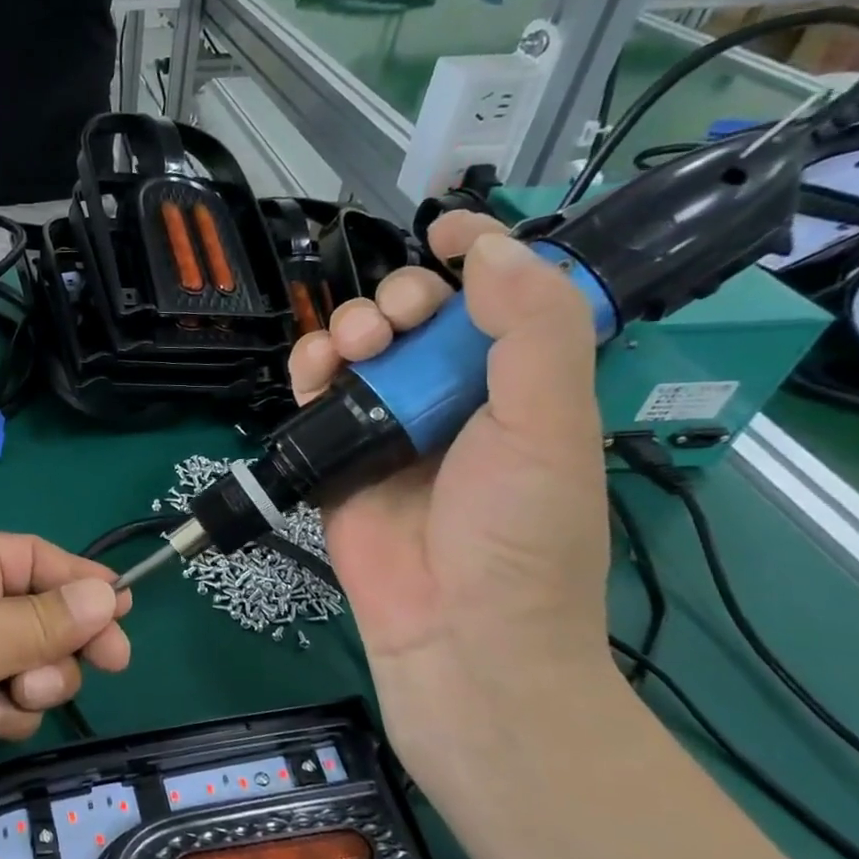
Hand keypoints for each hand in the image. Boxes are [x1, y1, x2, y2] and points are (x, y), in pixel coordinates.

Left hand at [0, 532, 131, 839]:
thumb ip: (47, 619)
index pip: (34, 558)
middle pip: (41, 613)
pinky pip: (8, 702)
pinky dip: (3, 715)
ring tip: (8, 699)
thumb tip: (107, 594)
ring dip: (32, 683)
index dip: (81, 581)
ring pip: (31, 663)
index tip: (125, 609)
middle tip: (109, 662)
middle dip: (63, 641)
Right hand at [290, 216, 613, 784]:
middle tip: (393, 326)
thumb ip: (532, 331)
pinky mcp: (338, 459)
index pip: (500, 298)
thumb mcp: (551, 425)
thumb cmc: (519, 532)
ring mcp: (391, 429)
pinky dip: (308, 372)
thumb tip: (491, 249)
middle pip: (417, 317)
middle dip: (398, 299)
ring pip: (359, 351)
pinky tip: (312, 372)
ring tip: (349, 351)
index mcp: (519, 384)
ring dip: (347, 330)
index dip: (480, 250)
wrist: (457, 633)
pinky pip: (316, 398)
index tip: (445, 226)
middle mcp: (453, 398)